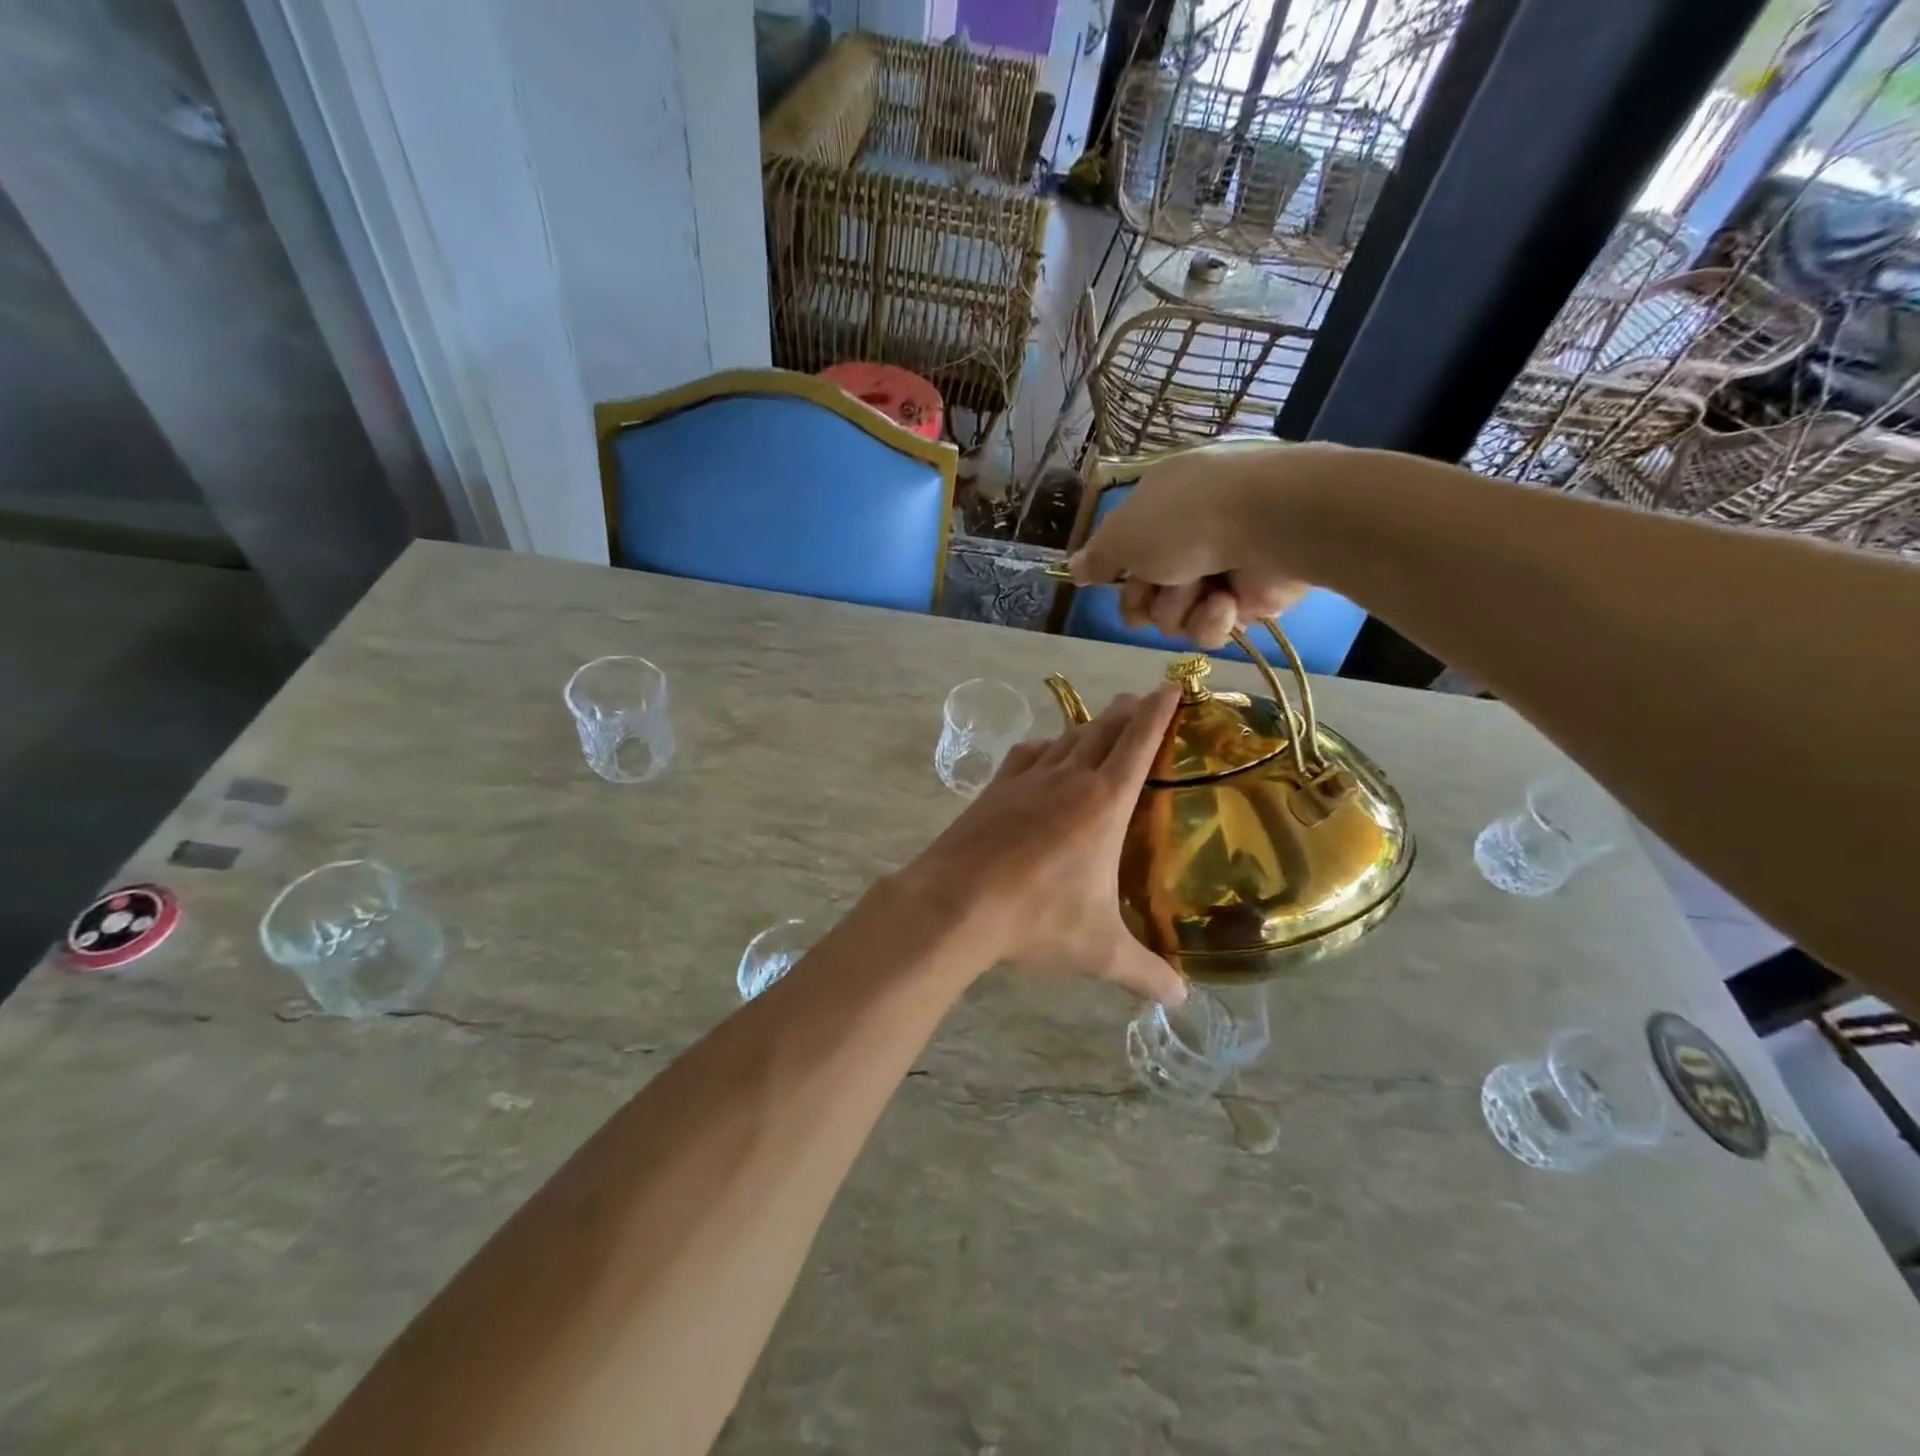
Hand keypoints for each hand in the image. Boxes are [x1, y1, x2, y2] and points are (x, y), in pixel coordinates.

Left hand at [903, 687, 1186, 1004]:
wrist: (955, 903)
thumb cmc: (1037, 919)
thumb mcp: (1098, 951)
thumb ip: (1143, 973)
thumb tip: (1180, 1000)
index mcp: (1104, 803)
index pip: (1139, 743)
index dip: (1159, 711)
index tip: (1171, 686)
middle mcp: (1068, 779)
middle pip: (1104, 729)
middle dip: (1127, 711)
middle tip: (1142, 699)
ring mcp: (1026, 780)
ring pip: (1066, 738)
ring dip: (1088, 726)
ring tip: (1101, 723)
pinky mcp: (994, 790)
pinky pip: (1027, 755)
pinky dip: (1044, 747)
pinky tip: (1044, 754)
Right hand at [1068, 441, 1334, 648]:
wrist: (1270, 523)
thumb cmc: (1185, 519)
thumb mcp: (1123, 533)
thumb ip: (1097, 557)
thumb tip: (1073, 568)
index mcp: (1161, 506)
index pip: (1127, 553)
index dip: (1118, 575)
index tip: (1116, 581)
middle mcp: (1190, 536)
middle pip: (1146, 593)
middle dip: (1147, 599)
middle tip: (1157, 588)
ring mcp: (1223, 567)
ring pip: (1175, 616)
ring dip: (1179, 608)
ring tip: (1200, 589)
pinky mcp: (1252, 598)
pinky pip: (1212, 627)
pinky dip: (1213, 619)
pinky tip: (1225, 602)